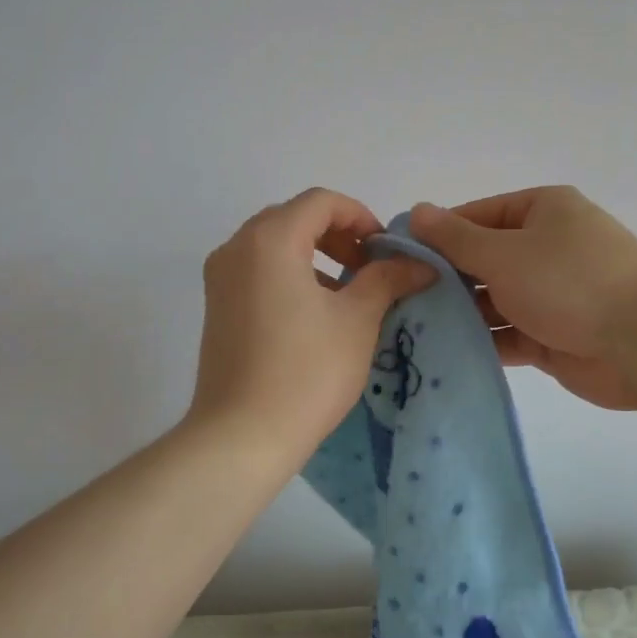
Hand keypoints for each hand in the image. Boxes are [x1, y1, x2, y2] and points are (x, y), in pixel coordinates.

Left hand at [188, 189, 434, 470]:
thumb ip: (388, 279)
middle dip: (338, 235)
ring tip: (350, 292)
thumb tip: (420, 264)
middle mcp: (236, 247)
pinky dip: (291, 275)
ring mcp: (220, 278)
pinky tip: (317, 313)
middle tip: (370, 268)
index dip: (361, 216)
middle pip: (295, 218)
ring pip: (275, 245)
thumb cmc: (306, 371)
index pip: (321, 202)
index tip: (386, 251)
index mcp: (269, 239)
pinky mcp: (216, 306)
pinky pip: (258, 270)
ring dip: (316, 255)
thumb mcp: (357, 320)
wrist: (242, 436)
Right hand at [409, 187, 636, 410]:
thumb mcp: (503, 252)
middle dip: (446, 279)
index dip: (438, 234)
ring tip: (410, 329)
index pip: (477, 216)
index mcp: (542, 211)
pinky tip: (443, 354)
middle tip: (398, 299)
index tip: (398, 257)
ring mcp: (552, 294)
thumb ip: (456, 238)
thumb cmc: (569, 280)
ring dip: (460, 315)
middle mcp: (547, 247)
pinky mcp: (554, 337)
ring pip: (494, 301)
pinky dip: (482, 343)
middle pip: (484, 260)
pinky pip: (509, 335)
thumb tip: (416, 211)